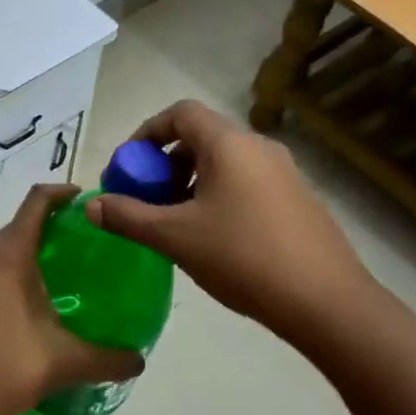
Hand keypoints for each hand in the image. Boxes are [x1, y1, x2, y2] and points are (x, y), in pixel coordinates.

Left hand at [0, 184, 144, 414]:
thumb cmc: (0, 369)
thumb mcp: (62, 364)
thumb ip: (106, 360)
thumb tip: (139, 360)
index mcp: (8, 258)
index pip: (36, 203)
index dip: (63, 194)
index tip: (88, 201)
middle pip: (21, 225)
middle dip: (54, 227)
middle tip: (89, 245)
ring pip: (5, 250)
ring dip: (33, 252)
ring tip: (66, 275)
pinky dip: (15, 274)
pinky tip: (34, 306)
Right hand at [86, 100, 374, 344]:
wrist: (325, 301)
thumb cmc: (242, 257)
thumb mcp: (174, 237)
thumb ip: (127, 216)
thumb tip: (90, 205)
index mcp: (229, 144)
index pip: (180, 113)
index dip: (146, 134)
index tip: (127, 168)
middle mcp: (259, 147)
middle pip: (201, 138)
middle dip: (164, 164)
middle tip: (146, 200)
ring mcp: (285, 173)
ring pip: (224, 163)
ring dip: (190, 183)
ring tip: (174, 223)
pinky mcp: (298, 200)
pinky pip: (246, 183)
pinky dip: (218, 196)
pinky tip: (212, 239)